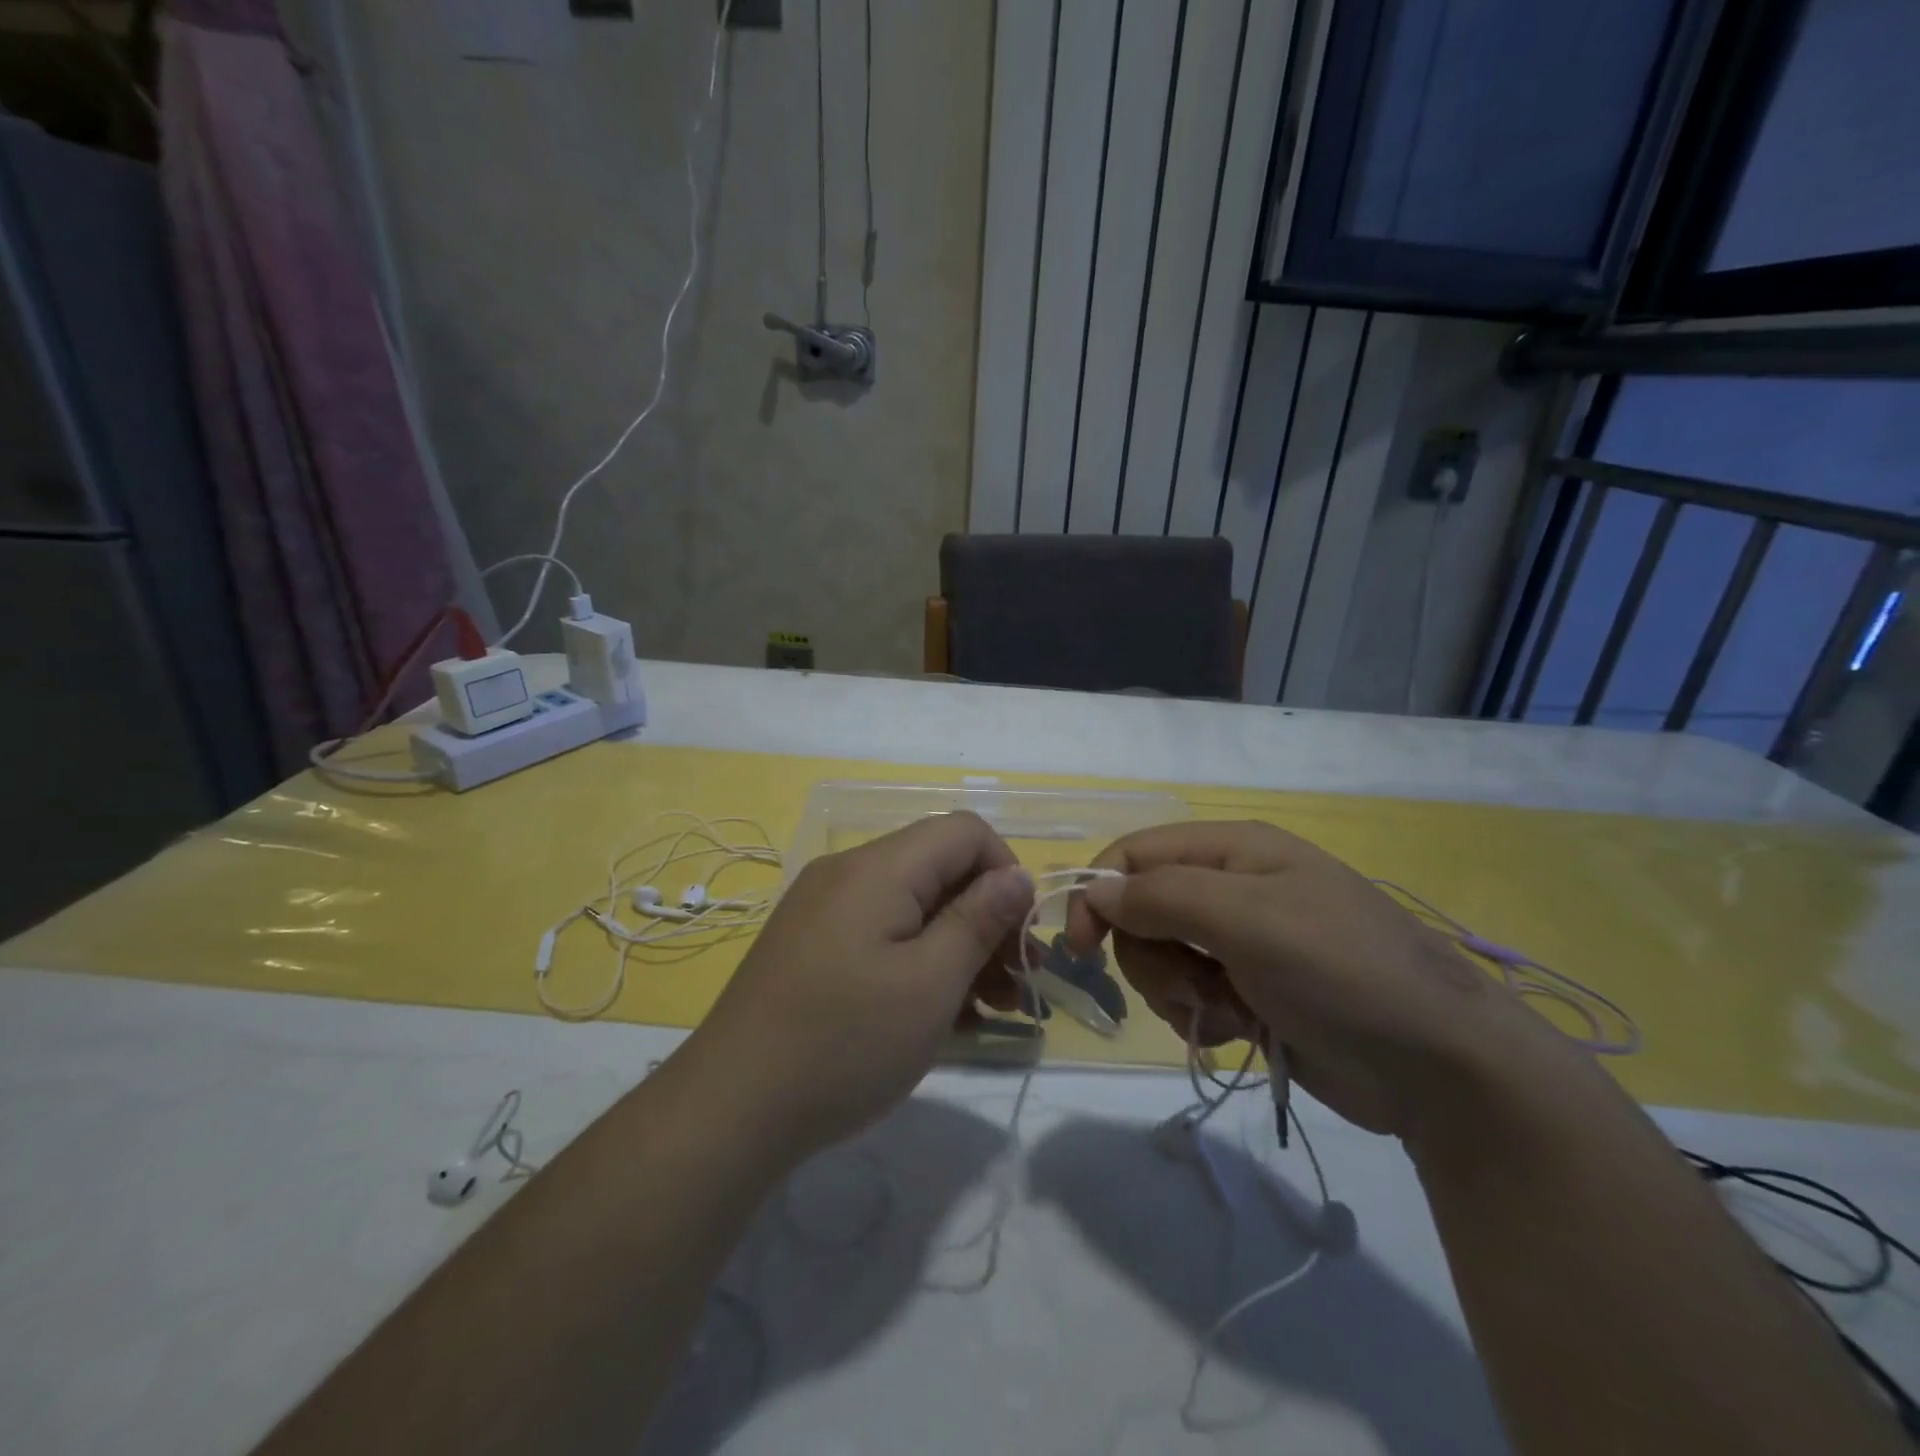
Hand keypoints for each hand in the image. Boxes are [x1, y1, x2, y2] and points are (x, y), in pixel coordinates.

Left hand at [691, 812, 1034, 1158]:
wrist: (730, 1110)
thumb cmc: (844, 1043)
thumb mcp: (929, 984)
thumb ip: (979, 920)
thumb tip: (1016, 875)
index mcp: (878, 868)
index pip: (965, 831)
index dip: (1005, 873)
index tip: (1020, 937)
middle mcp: (848, 874)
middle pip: (939, 870)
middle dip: (986, 919)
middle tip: (1015, 985)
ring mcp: (824, 910)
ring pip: (913, 907)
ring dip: (958, 948)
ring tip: (989, 1009)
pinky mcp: (812, 946)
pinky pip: (882, 936)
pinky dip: (918, 963)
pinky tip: (940, 1017)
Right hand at [1065, 820, 1560, 1137]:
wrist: (1441, 1069)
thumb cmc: (1341, 972)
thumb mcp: (1247, 919)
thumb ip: (1161, 896)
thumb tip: (1094, 893)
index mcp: (1233, 849)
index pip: (1134, 854)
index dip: (1097, 894)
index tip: (1079, 948)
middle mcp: (1232, 886)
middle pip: (1141, 910)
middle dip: (1151, 954)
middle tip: (1191, 985)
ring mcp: (1242, 941)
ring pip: (1160, 956)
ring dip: (1177, 990)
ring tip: (1227, 1011)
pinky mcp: (1250, 990)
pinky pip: (1189, 994)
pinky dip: (1202, 1015)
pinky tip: (1243, 1031)